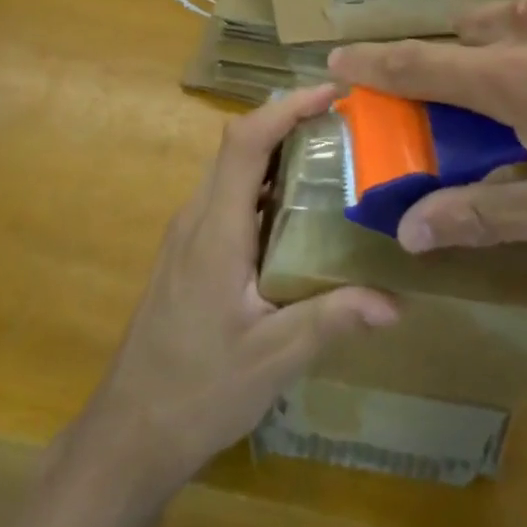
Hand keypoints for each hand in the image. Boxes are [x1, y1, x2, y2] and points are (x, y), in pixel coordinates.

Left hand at [69, 84, 398, 499]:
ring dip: (279, 154)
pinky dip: (267, 187)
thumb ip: (331, 320)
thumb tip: (397, 301)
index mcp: (215, 230)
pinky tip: (303, 214)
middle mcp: (196, 219)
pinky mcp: (189, 254)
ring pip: (234, 172)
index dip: (285, 107)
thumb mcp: (272, 359)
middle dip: (290, 122)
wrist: (129, 433)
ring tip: (335, 158)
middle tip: (349, 125)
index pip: (244, 143)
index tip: (332, 93)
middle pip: (239, 147)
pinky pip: (230, 199)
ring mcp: (188, 236)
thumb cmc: (197, 391)